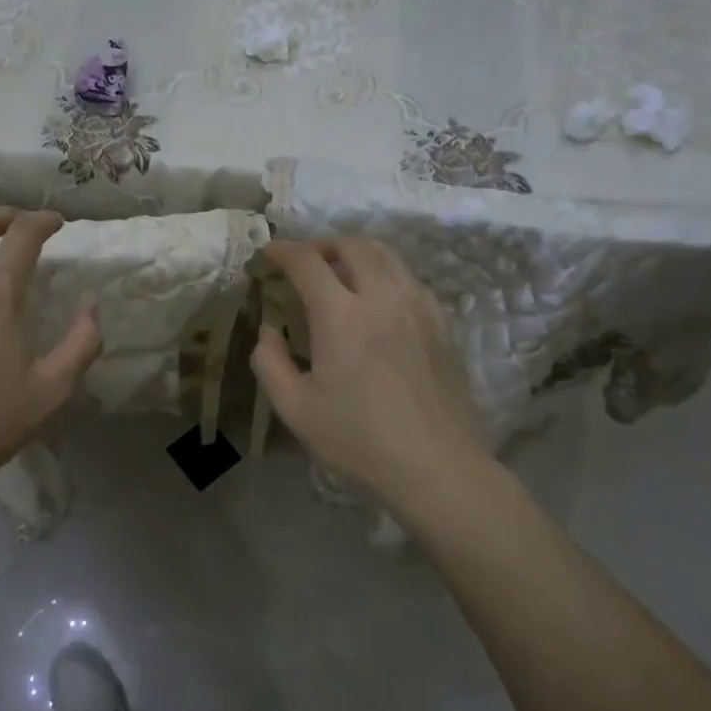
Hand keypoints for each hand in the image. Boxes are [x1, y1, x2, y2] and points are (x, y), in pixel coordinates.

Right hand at [252, 237, 489, 504]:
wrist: (436, 465)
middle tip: (304, 261)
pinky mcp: (442, 322)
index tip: (270, 252)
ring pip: (386, 254)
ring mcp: (418, 306)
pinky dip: (386, 273)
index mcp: (341, 315)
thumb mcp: (296, 409)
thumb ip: (270, 362)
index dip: (283, 250)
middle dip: (321, 245)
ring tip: (340, 272)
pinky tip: (378, 298)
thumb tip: (268, 330)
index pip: (307, 261)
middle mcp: (382, 297)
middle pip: (352, 245)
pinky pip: (409, 278)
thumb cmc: (358, 439)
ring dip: (356, 253)